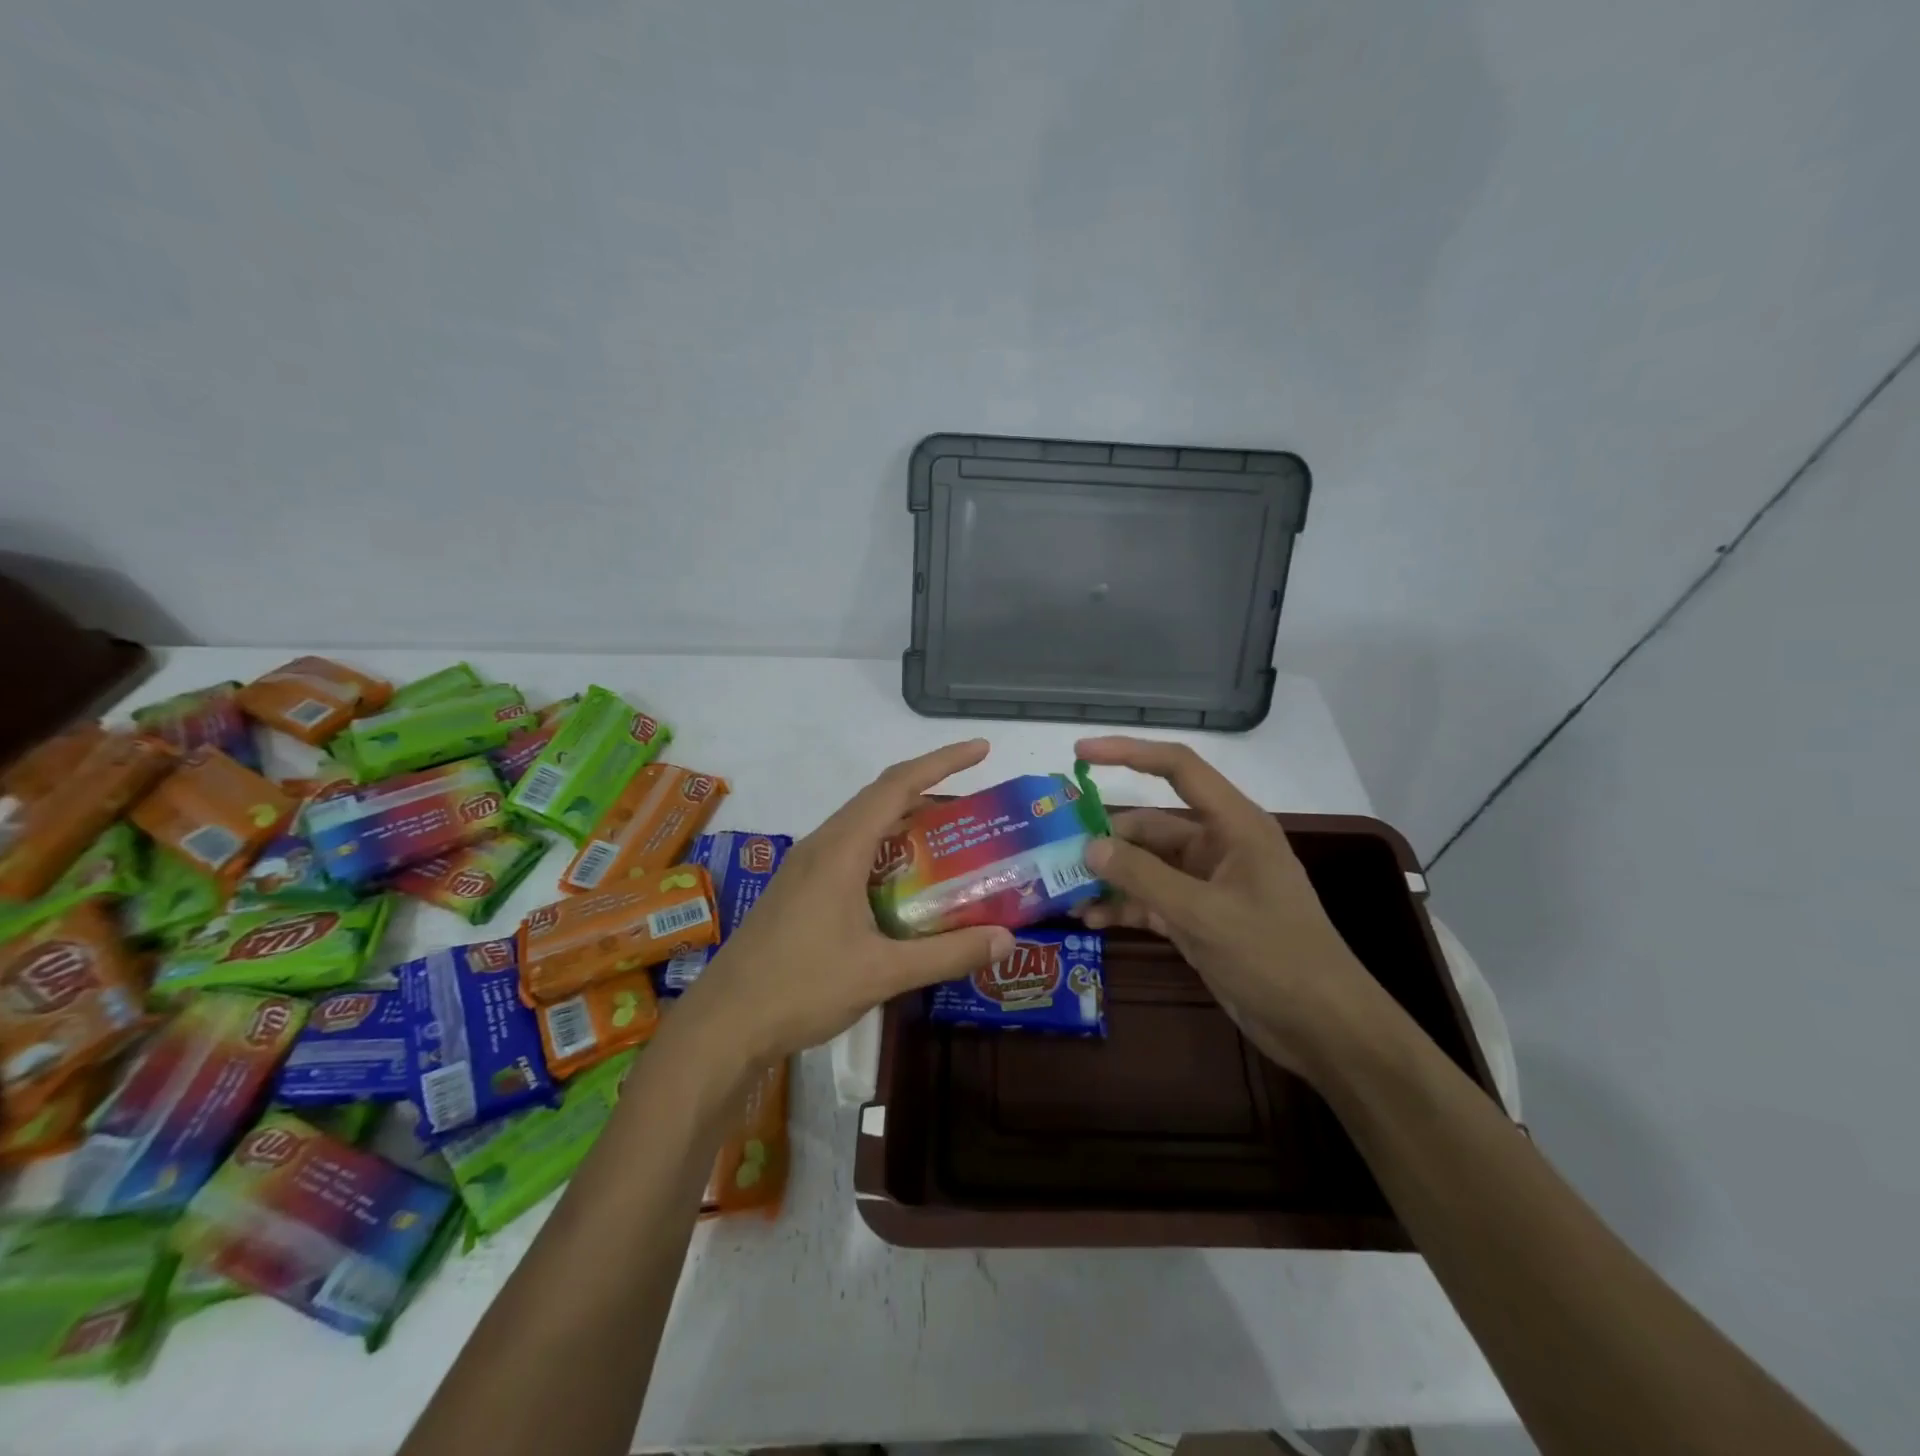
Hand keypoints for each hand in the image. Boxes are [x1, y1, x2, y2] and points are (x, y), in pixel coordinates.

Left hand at [675, 740, 1014, 1066]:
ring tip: (950, 843)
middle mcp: (822, 846)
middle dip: (930, 792)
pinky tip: (905, 886)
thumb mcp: (882, 973)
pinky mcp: (799, 890)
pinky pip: (851, 852)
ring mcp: (806, 868)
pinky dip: (886, 852)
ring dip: (906, 825)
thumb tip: (1006, 940)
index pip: (897, 786)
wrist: (724, 1024)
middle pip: (881, 800)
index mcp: (841, 849)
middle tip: (976, 809)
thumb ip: (947, 954)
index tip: (981, 750)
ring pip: (864, 827)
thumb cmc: (801, 988)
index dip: (942, 762)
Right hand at [1072, 735, 1391, 1078]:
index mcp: (1234, 825)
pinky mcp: (1199, 919)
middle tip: (1057, 854)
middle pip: (1151, 826)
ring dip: (1110, 877)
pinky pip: (1151, 900)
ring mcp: (1207, 884)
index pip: (1178, 769)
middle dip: (1106, 839)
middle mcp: (1218, 846)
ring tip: (1065, 893)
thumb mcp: (1204, 914)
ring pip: (1146, 866)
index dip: (1129, 753)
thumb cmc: (1274, 957)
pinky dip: (1124, 906)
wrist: (1322, 1028)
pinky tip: (1091, 919)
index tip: (1081, 752)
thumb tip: (1089, 846)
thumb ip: (1144, 877)